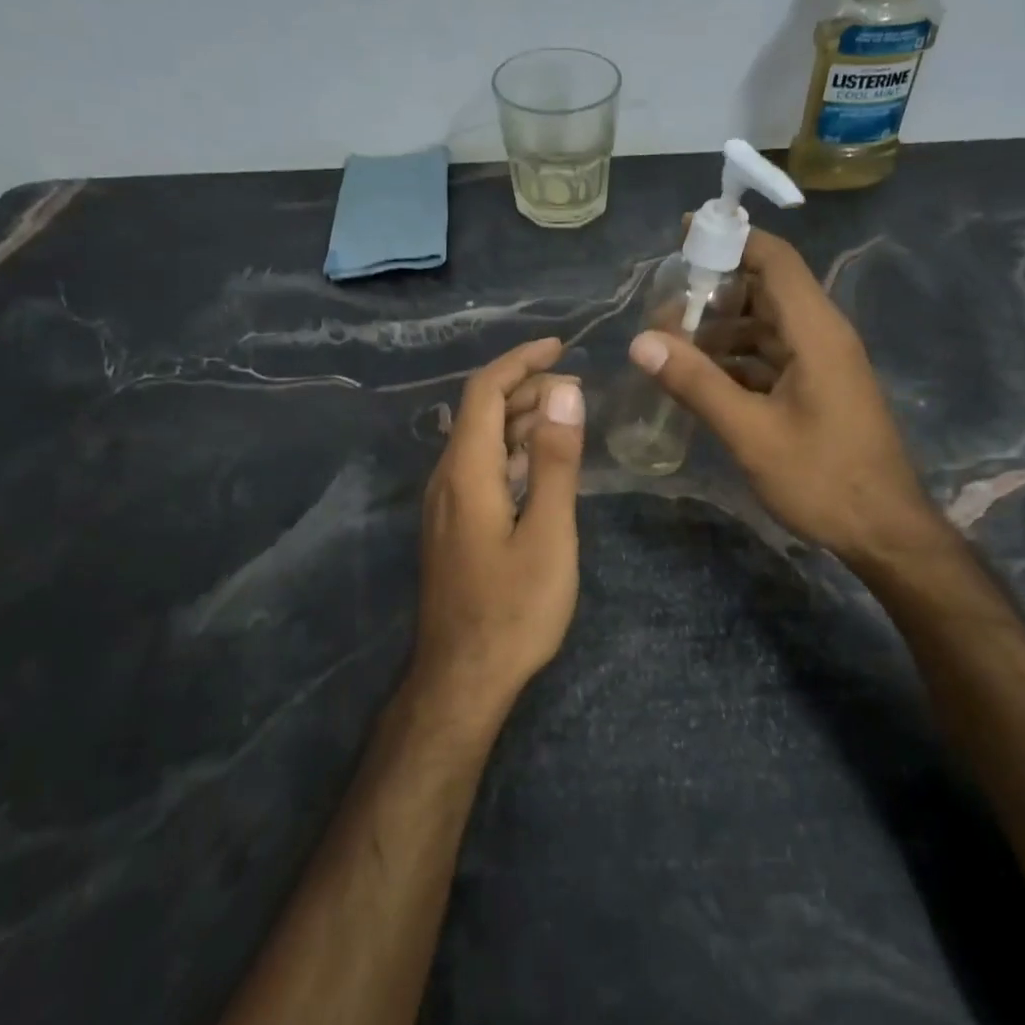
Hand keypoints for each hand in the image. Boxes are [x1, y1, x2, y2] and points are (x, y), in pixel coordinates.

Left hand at [414, 337, 585, 714]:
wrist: (462, 678)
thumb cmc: (513, 609)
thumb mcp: (549, 534)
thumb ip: (557, 462)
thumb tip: (565, 394)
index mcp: (467, 471)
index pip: (485, 392)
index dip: (520, 361)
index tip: (562, 346)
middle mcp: (447, 478)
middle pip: (480, 412)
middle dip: (527, 389)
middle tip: (578, 390)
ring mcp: (446, 505)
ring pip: (481, 441)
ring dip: (522, 420)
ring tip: (568, 418)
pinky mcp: (453, 527)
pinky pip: (481, 469)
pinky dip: (513, 452)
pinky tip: (542, 465)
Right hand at [627, 229, 933, 564]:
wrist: (885, 531)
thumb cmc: (822, 479)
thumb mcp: (751, 433)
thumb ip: (696, 384)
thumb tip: (641, 342)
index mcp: (815, 331)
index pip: (775, 260)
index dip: (731, 239)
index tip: (683, 237)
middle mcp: (823, 336)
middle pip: (766, 291)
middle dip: (713, 294)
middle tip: (663, 311)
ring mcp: (823, 364)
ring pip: (766, 327)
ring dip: (721, 332)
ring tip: (672, 349)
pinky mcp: (819, 390)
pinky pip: (773, 358)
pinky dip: (737, 361)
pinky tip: (702, 380)